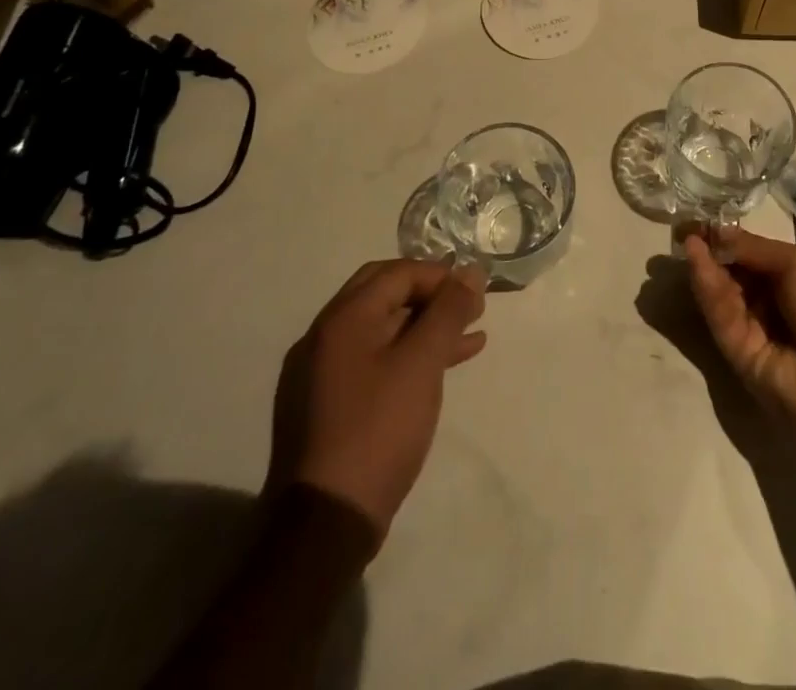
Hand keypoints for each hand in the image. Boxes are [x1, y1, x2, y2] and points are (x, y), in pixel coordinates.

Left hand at [268, 259, 486, 538]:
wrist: (325, 524)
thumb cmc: (378, 430)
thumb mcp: (422, 364)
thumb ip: (448, 312)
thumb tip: (470, 271)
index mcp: (342, 319)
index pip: (397, 273)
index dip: (440, 276)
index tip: (474, 293)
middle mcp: (325, 337)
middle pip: (385, 295)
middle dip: (431, 296)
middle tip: (469, 307)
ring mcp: (321, 373)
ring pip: (382, 330)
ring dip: (425, 327)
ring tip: (470, 336)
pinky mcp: (327, 406)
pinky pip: (374, 362)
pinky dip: (408, 356)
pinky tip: (443, 368)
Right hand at [686, 226, 795, 464]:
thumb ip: (754, 248)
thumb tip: (717, 230)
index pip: (753, 255)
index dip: (728, 238)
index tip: (700, 220)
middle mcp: (774, 304)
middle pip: (734, 274)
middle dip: (710, 251)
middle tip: (684, 228)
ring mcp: (756, 332)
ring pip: (724, 295)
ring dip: (705, 266)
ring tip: (687, 239)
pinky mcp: (739, 356)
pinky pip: (722, 317)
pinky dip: (708, 289)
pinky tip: (697, 261)